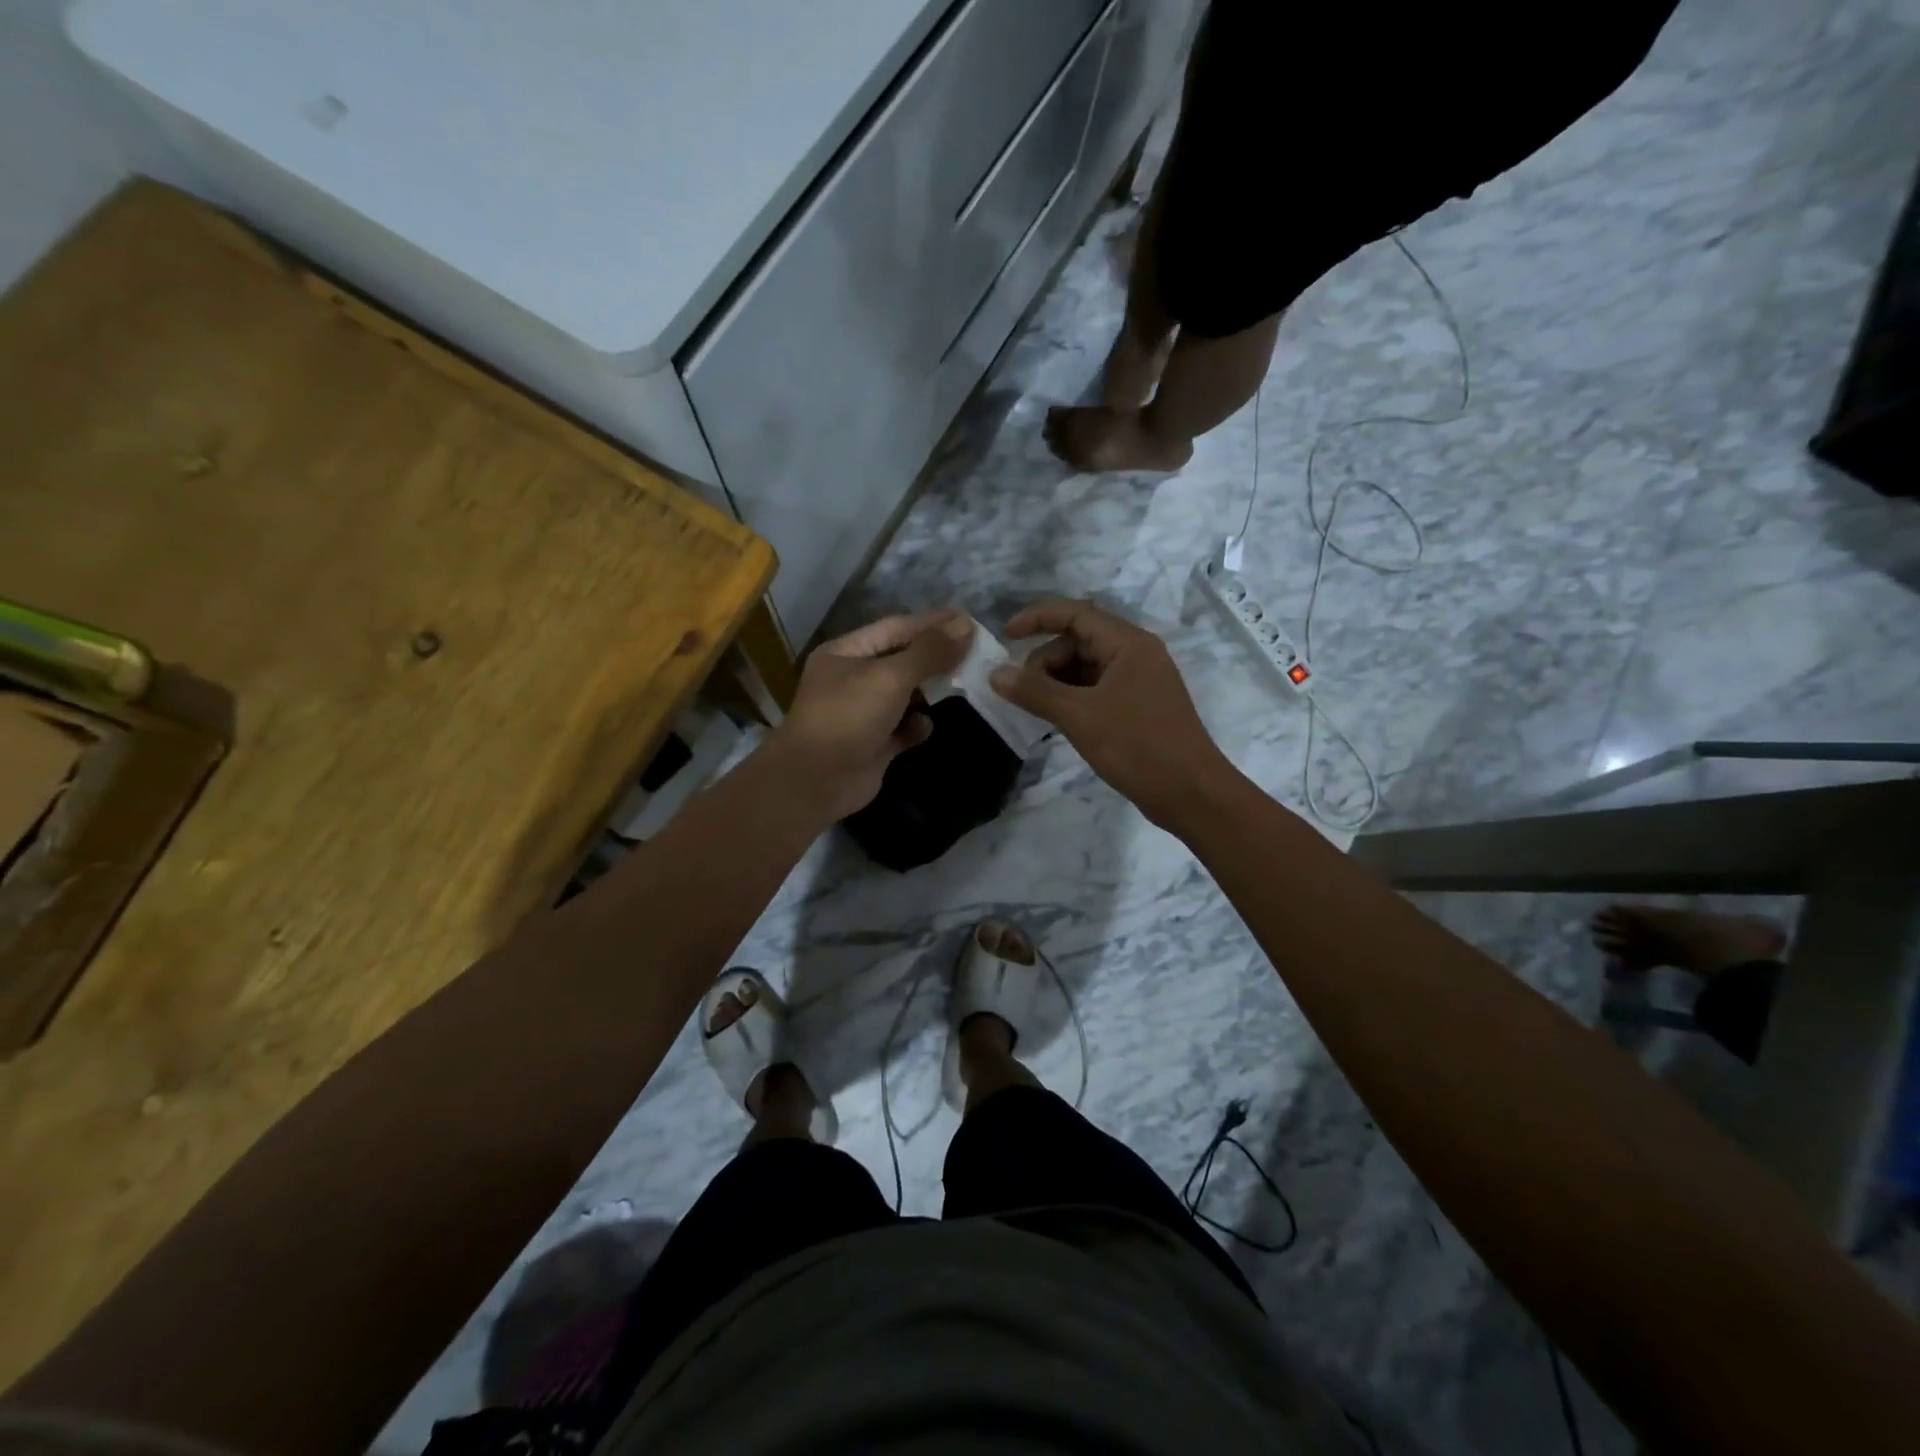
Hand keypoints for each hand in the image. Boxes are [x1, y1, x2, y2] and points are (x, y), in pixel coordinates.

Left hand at [766, 610, 974, 821]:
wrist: (816, 782)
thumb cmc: (848, 717)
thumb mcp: (890, 677)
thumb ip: (929, 652)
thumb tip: (965, 625)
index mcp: (847, 652)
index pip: (895, 628)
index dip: (932, 623)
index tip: (968, 621)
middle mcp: (853, 679)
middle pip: (902, 660)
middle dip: (935, 658)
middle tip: (974, 654)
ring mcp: (863, 713)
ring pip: (906, 695)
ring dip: (929, 693)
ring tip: (960, 686)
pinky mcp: (875, 744)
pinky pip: (904, 728)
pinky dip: (917, 726)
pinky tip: (925, 727)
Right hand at [989, 598, 1233, 828]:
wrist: (1191, 793)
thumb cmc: (1138, 747)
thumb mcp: (1080, 716)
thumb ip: (1035, 692)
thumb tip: (994, 674)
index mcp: (1129, 644)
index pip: (1075, 613)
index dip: (1037, 618)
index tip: (1004, 637)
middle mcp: (1136, 654)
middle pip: (1078, 640)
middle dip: (1045, 660)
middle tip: (1024, 693)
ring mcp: (1139, 681)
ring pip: (1086, 667)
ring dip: (1057, 681)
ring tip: (1038, 709)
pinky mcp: (1138, 706)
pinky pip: (1096, 689)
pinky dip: (1072, 698)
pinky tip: (1058, 719)